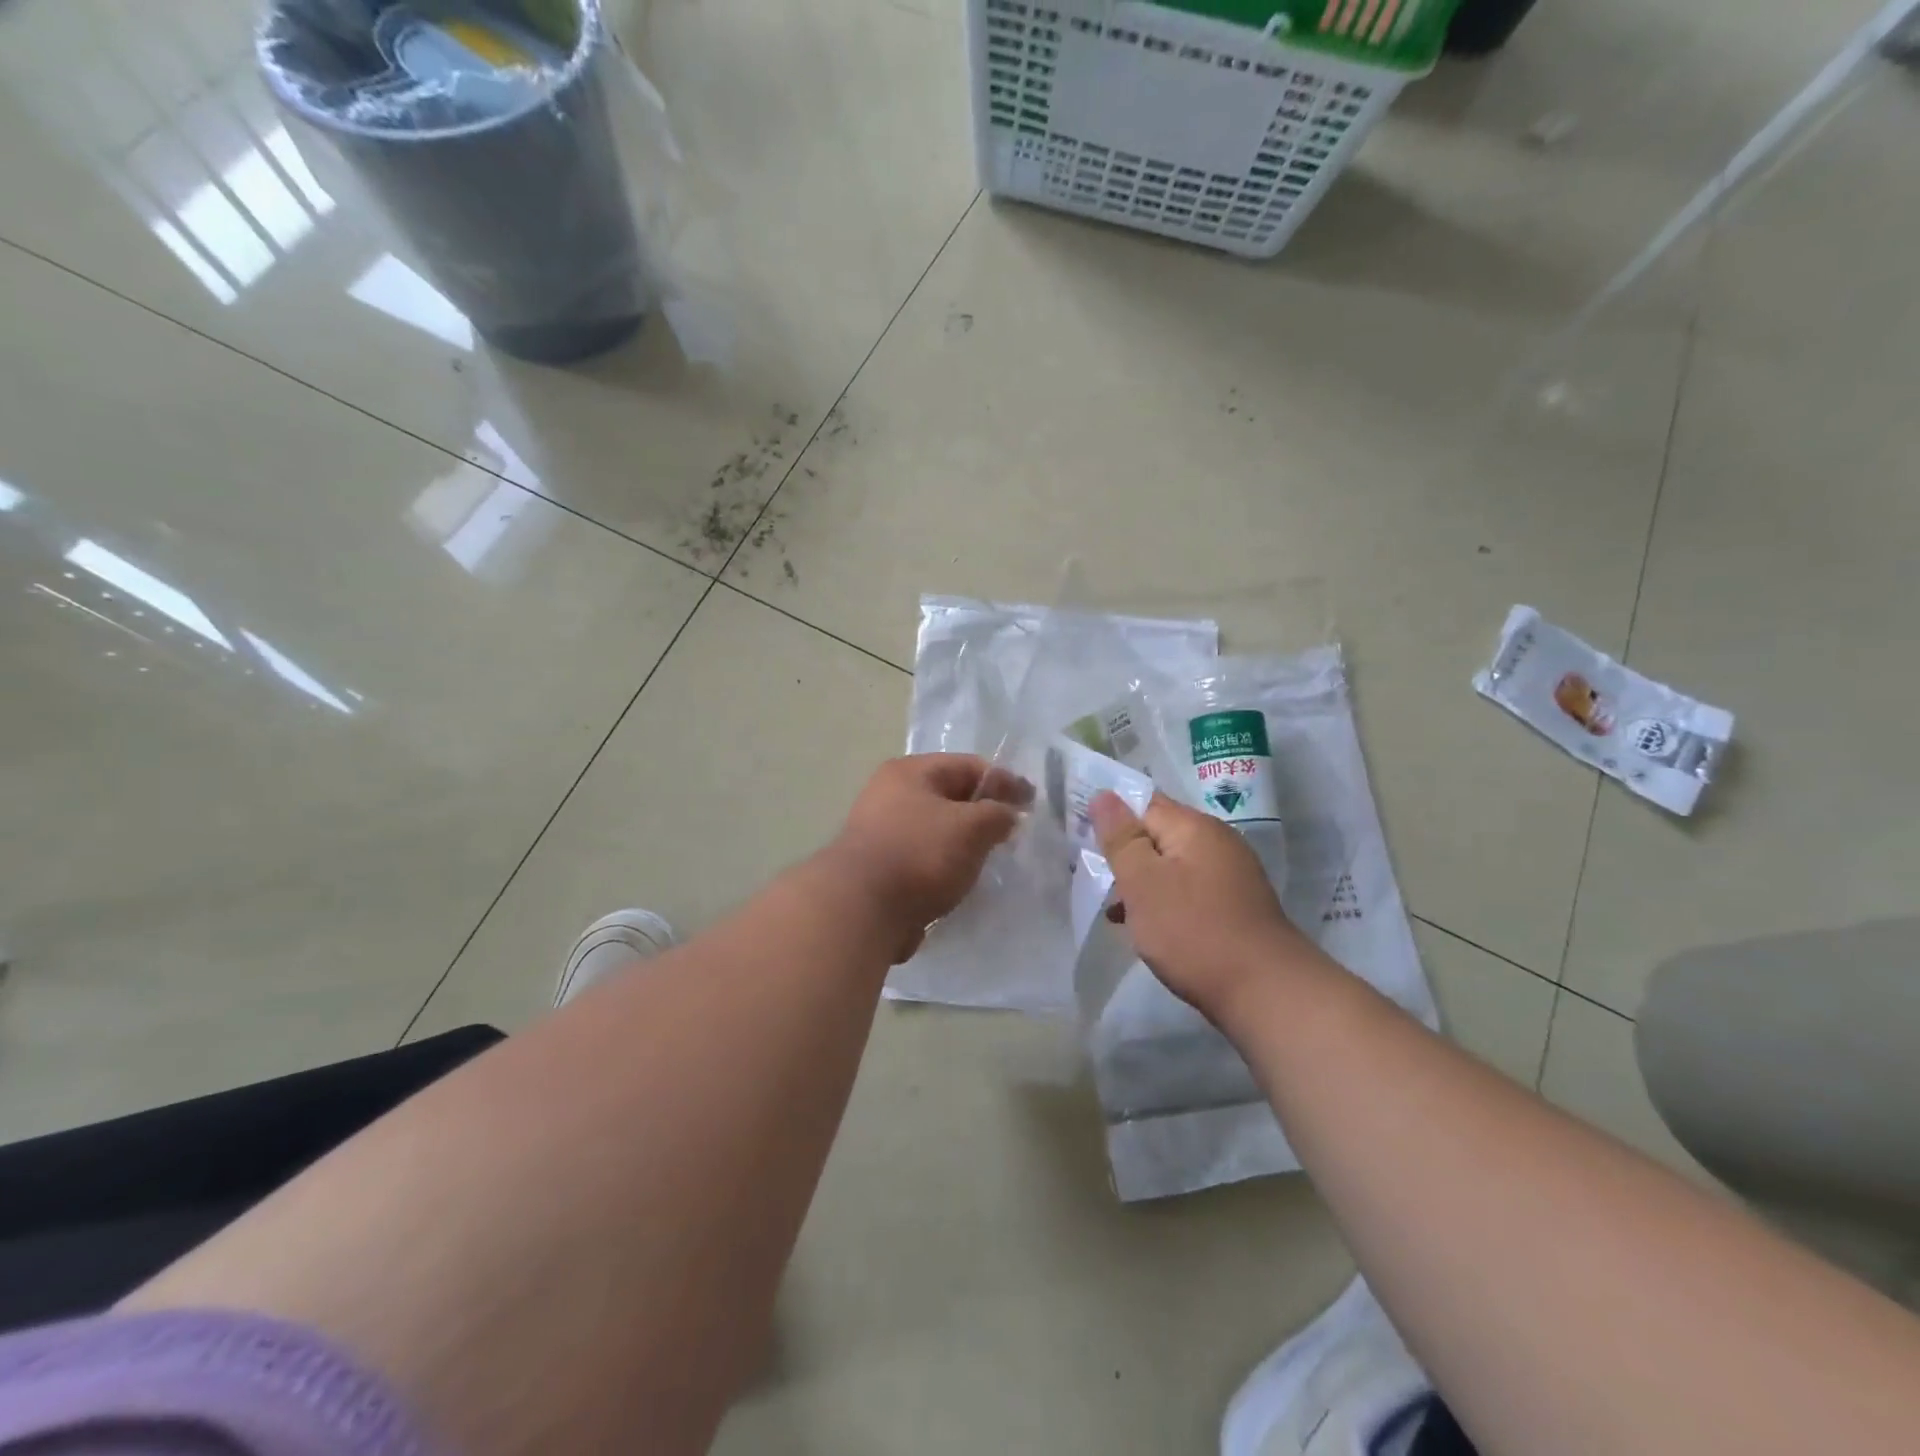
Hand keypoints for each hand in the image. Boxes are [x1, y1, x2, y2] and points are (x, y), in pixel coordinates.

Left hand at [825, 754, 1030, 960]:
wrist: (862, 909)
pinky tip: (961, 883)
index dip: (1004, 781)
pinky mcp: (880, 869)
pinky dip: (944, 867)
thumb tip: (1006, 815)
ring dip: (964, 843)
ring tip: (990, 861)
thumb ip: (998, 814)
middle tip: (1012, 833)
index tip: (1032, 803)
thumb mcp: (972, 826)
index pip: (967, 765)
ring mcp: (881, 833)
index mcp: (910, 772)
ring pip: (936, 830)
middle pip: (950, 797)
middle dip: (983, 813)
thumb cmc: (920, 854)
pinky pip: (923, 859)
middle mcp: (890, 795)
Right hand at [1088, 791, 1305, 1023]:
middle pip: (1158, 835)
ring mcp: (1231, 874)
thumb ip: (1121, 837)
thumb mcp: (1143, 882)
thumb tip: (1104, 794)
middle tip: (1096, 881)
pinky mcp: (1235, 905)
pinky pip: (1189, 890)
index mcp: (1194, 827)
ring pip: (1172, 866)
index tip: (1085, 842)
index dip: (1111, 818)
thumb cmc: (1193, 931)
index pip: (1143, 803)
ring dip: (1143, 883)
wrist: (1265, 992)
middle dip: (1126, 856)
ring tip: (1117, 912)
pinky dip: (1166, 903)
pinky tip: (1150, 929)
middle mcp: (1217, 841)